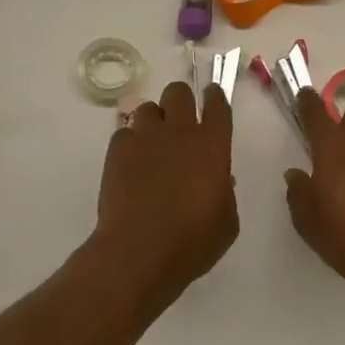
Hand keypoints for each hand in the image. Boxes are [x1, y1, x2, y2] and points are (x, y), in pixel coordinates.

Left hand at [91, 80, 238, 307]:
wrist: (139, 252)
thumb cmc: (192, 243)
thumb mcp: (226, 222)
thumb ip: (225, 193)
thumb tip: (219, 179)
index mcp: (213, 146)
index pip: (217, 106)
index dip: (215, 97)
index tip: (212, 96)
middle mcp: (179, 132)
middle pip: (178, 92)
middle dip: (181, 101)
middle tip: (180, 121)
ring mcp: (145, 137)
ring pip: (148, 108)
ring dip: (154, 120)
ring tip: (153, 144)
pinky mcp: (117, 150)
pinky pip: (125, 132)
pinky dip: (130, 143)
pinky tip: (131, 164)